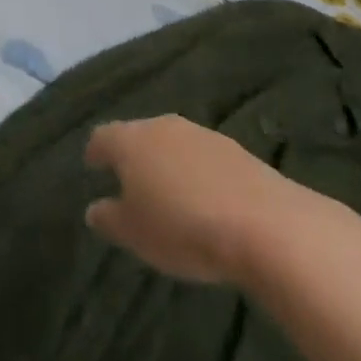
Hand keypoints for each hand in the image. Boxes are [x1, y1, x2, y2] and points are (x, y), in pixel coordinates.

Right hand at [84, 115, 309, 284]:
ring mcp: (202, 135)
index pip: (102, 137)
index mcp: (130, 140)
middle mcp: (162, 126)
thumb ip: (109, 219)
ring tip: (172, 195)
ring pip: (174, 145)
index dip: (95, 153)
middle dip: (133, 156)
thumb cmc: (184, 228)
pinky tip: (208, 201)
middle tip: (132, 183)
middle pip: (139, 136)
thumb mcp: (135, 234)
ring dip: (169, 164)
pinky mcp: (238, 151)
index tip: (93, 167)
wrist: (267, 226)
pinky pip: (206, 160)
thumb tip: (94, 209)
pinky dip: (200, 175)